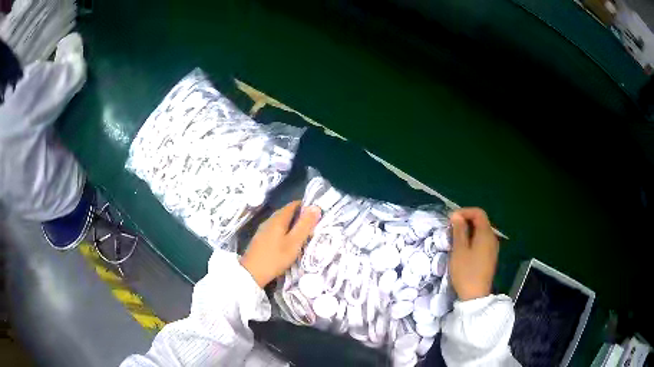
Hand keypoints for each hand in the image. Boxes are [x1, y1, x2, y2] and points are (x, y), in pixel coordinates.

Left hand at [240, 201, 320, 287]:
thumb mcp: (294, 242)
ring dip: (292, 225)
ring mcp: (263, 229)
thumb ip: (304, 225)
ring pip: (281, 222)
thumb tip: (315, 207)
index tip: (316, 215)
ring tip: (302, 235)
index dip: (306, 207)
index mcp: (278, 218)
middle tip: (312, 227)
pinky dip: (284, 232)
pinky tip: (288, 242)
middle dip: (300, 217)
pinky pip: (275, 229)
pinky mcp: (260, 238)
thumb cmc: (275, 257)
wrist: (252, 273)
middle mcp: (269, 220)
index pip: (293, 205)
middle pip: (287, 212)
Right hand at [449, 208, 498, 300]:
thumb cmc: (466, 272)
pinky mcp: (490, 256)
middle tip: (451, 229)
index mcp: (486, 234)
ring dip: (468, 231)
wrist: (475, 296)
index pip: (478, 213)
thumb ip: (459, 231)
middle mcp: (492, 238)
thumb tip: (456, 215)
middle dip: (466, 221)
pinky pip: (482, 241)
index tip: (451, 219)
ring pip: (481, 232)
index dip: (465, 211)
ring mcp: (492, 248)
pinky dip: (473, 239)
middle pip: (481, 221)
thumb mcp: (459, 250)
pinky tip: (463, 249)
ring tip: (455, 238)